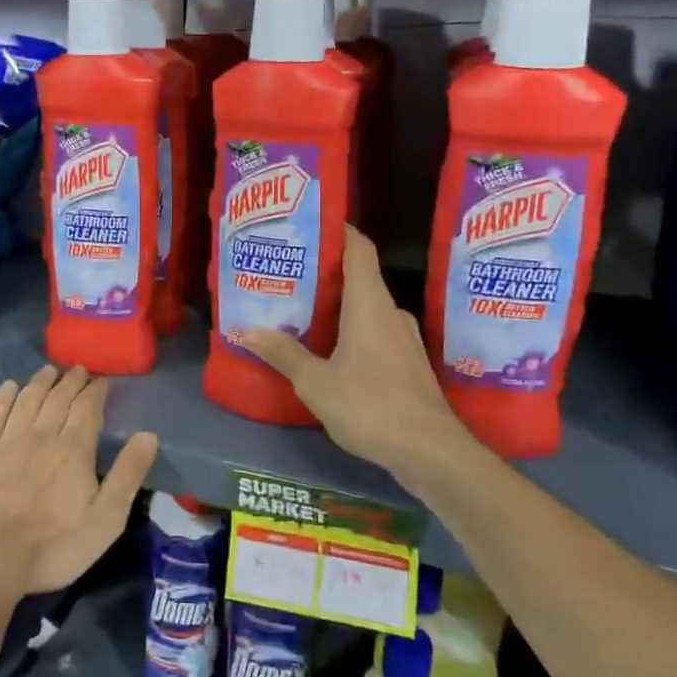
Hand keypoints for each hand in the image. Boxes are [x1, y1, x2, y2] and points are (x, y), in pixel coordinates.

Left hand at [0, 365, 158, 607]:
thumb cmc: (51, 547)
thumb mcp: (104, 521)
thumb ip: (127, 475)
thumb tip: (148, 435)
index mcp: (73, 449)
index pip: (88, 408)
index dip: (96, 391)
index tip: (102, 381)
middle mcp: (41, 434)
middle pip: (59, 398)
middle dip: (71, 381)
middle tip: (78, 370)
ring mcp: (7, 439)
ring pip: (28, 399)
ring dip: (41, 382)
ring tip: (49, 371)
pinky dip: (5, 395)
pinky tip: (9, 387)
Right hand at [241, 225, 466, 474]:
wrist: (431, 452)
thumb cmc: (370, 406)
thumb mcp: (316, 382)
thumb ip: (283, 353)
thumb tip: (246, 330)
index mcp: (369, 303)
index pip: (358, 248)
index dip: (337, 230)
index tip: (308, 224)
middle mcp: (390, 312)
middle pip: (359, 276)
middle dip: (325, 272)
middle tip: (288, 273)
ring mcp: (404, 339)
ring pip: (366, 307)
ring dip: (337, 305)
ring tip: (301, 310)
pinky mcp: (408, 363)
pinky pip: (375, 332)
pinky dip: (350, 330)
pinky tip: (328, 348)